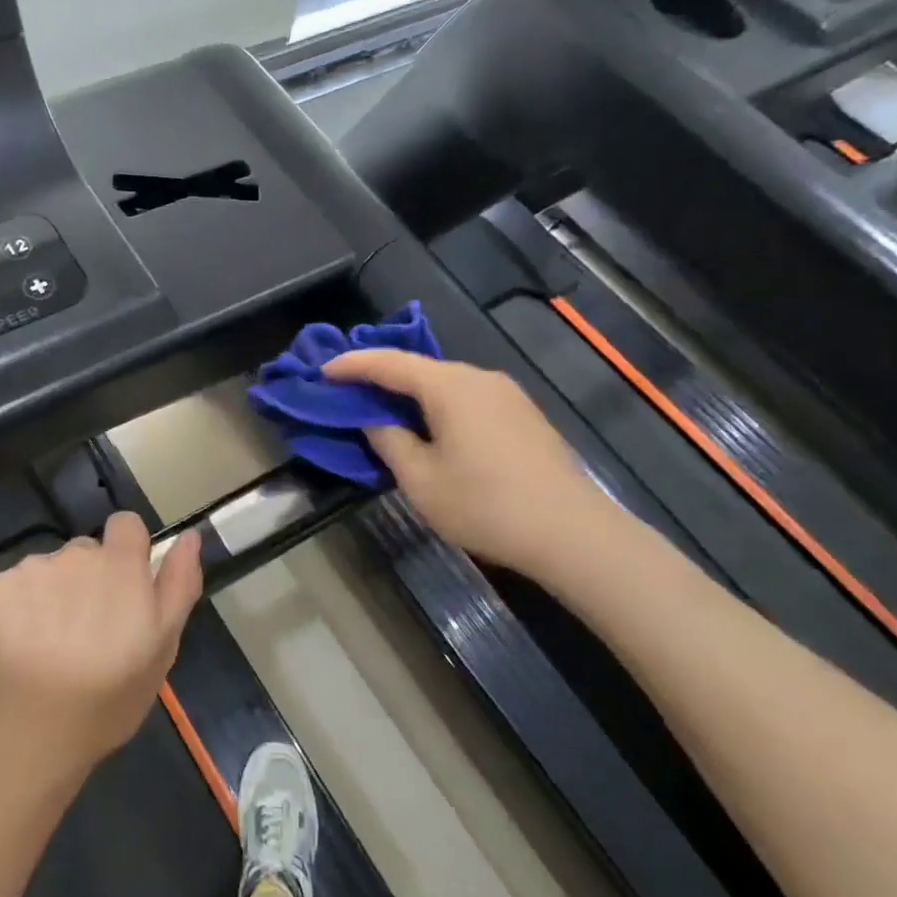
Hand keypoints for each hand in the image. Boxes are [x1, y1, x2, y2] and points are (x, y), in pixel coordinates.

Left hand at [0, 513, 203, 783]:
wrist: (26, 737)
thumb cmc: (106, 699)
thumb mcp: (162, 648)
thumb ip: (178, 584)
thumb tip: (190, 535)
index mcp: (118, 565)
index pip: (126, 525)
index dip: (127, 551)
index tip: (124, 590)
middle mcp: (72, 555)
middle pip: (85, 552)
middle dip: (88, 581)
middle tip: (87, 634)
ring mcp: (27, 571)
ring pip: (47, 572)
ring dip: (52, 596)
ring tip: (48, 649)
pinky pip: (11, 589)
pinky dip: (15, 611)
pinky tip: (16, 650)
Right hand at [323, 350, 622, 582]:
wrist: (573, 534)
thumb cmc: (486, 506)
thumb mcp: (421, 480)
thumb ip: (389, 441)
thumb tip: (375, 419)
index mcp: (449, 386)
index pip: (388, 362)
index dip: (352, 365)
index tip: (322, 371)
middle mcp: (478, 378)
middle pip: (418, 368)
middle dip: (380, 376)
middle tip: (348, 390)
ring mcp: (506, 394)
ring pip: (445, 383)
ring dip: (411, 393)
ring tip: (384, 409)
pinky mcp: (522, 415)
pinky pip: (467, 398)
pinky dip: (438, 405)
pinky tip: (431, 427)